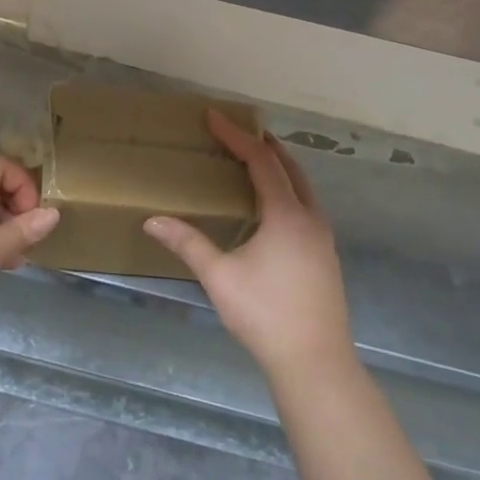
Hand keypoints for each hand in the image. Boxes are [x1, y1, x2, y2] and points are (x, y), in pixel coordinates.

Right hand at [144, 112, 353, 378]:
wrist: (316, 362)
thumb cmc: (265, 315)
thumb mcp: (220, 277)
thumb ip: (187, 244)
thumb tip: (152, 221)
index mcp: (286, 215)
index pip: (261, 161)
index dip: (236, 136)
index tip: (214, 116)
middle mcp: (310, 218)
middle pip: (288, 166)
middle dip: (263, 144)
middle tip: (235, 132)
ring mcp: (323, 237)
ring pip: (302, 186)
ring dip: (279, 166)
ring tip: (253, 160)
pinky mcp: (326, 255)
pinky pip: (306, 205)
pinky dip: (288, 189)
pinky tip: (272, 207)